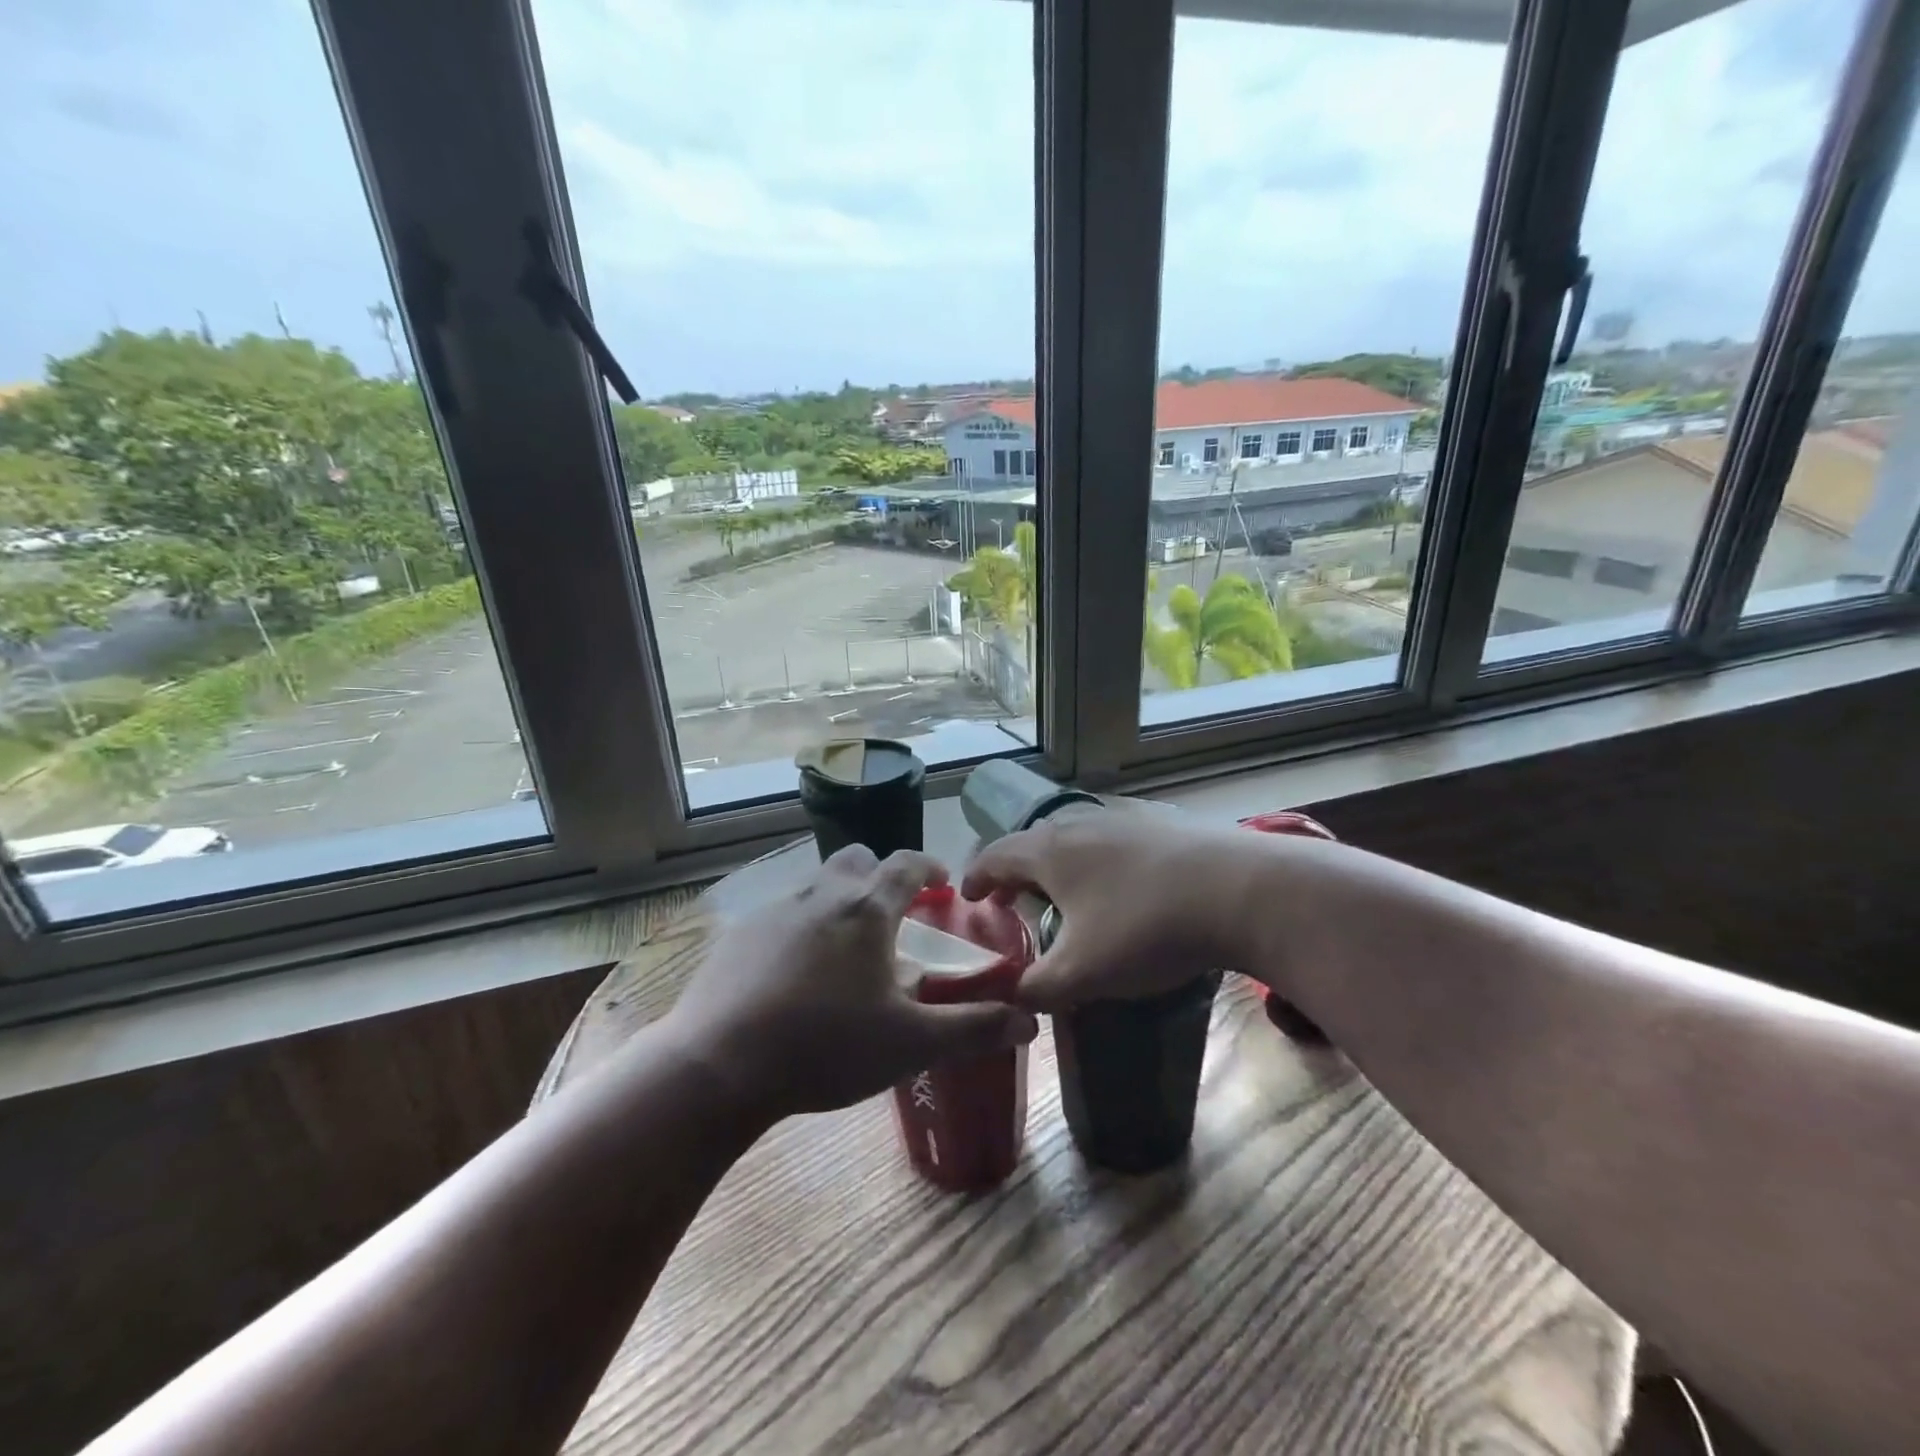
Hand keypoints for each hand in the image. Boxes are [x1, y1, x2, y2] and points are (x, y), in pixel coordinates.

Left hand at [667, 846, 1038, 1121]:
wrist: (719, 1065)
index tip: (941, 880)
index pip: (905, 864)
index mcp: (866, 910)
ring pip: (816, 885)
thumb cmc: (826, 1046)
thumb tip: (1029, 1021)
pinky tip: (795, 974)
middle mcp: (820, 895)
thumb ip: (972, 1029)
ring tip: (846, 950)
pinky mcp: (739, 934)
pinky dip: (800, 928)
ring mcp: (774, 911)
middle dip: (879, 876)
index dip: (928, 867)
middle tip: (893, 914)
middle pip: (856, 860)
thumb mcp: (909, 1043)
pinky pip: (781, 915)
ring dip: (838, 902)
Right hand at [960, 803, 1274, 1010]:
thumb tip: (1013, 998)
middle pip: (1033, 844)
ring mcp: (1124, 821)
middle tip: (1011, 903)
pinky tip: (1120, 892)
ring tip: (1065, 900)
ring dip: (1059, 869)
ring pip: (1074, 842)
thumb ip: (1036, 989)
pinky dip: (1098, 866)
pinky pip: (1111, 844)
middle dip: (1016, 874)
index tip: (967, 897)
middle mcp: (1080, 825)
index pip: (994, 856)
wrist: (1241, 891)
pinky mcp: (1161, 827)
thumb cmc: (1145, 928)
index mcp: (1049, 852)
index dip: (975, 878)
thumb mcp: (1082, 973)